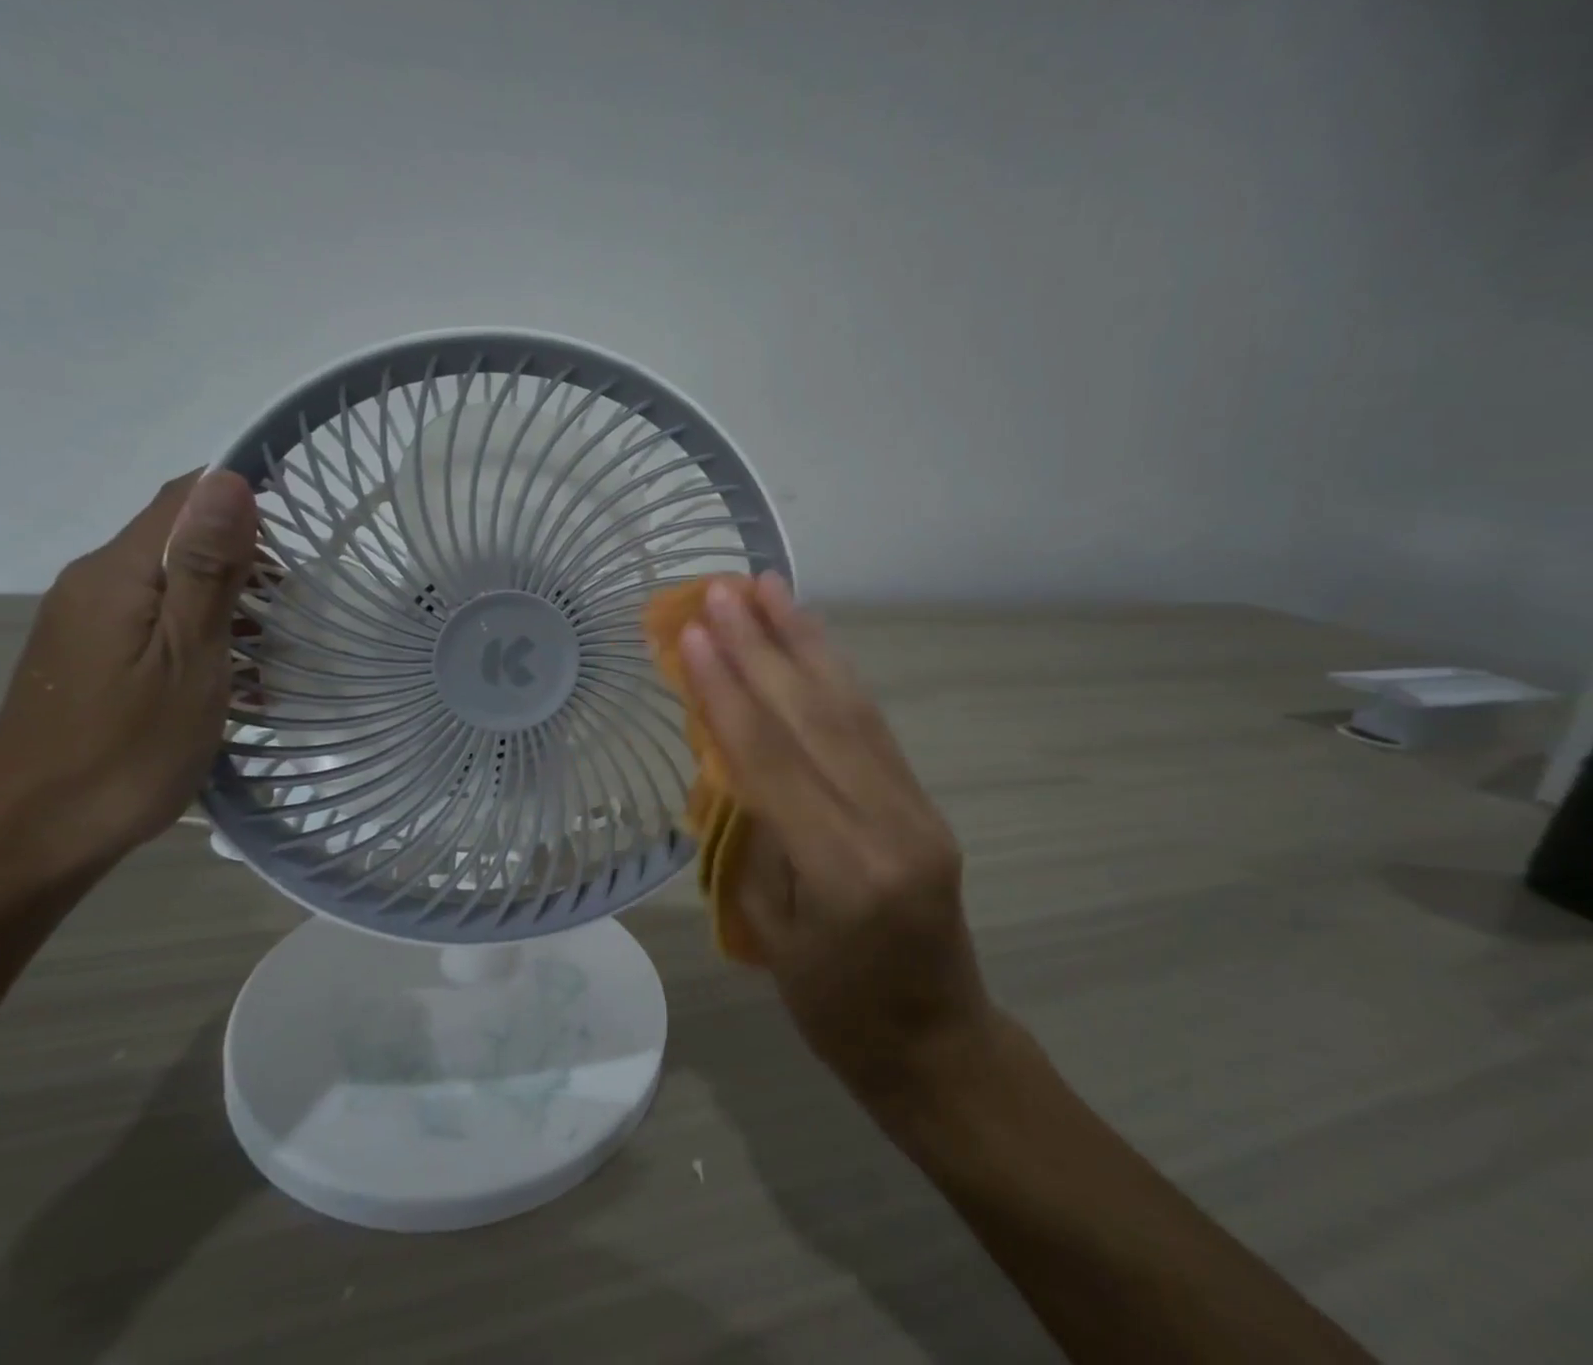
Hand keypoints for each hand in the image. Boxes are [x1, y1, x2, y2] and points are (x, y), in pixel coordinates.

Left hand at [0, 470, 257, 886]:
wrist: (31, 841)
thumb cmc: (125, 750)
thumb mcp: (186, 657)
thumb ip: (206, 567)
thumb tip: (227, 479)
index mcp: (115, 573)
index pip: (184, 495)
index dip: (244, 497)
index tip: (302, 536)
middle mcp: (92, 583)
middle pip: (177, 536)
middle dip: (245, 557)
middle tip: (296, 606)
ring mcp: (85, 623)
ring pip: (169, 581)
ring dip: (227, 599)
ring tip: (274, 646)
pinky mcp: (89, 658)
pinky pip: (154, 620)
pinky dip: (201, 631)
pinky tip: (231, 675)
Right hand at [680, 574, 996, 1101]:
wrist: (936, 1044)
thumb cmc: (834, 1009)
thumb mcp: (767, 931)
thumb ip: (747, 835)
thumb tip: (722, 754)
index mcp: (840, 871)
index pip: (771, 760)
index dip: (728, 691)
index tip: (695, 634)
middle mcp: (886, 824)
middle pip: (813, 717)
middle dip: (761, 646)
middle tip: (722, 589)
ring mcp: (914, 807)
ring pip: (849, 707)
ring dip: (802, 640)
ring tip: (767, 587)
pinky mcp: (922, 800)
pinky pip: (871, 725)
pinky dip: (835, 672)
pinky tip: (809, 638)